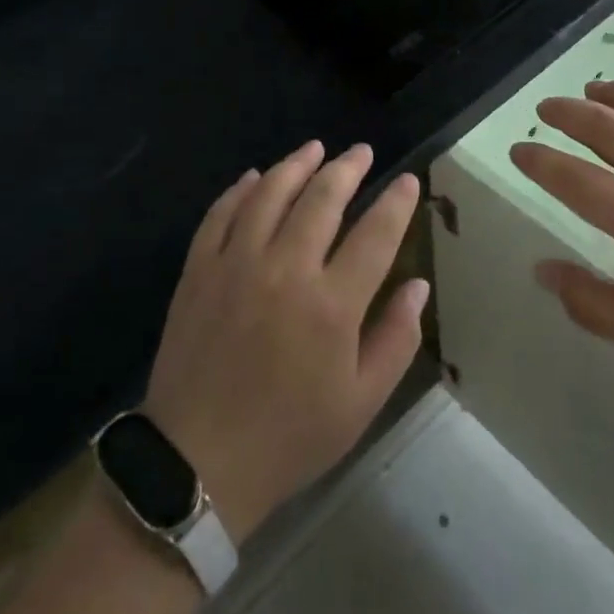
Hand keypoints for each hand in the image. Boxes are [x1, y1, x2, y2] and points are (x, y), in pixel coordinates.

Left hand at [142, 142, 428, 543]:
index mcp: (332, 305)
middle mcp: (286, 270)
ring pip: (270, 194)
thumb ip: (396, 339)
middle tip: (362, 152)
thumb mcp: (361, 403)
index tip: (408, 180)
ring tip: (315, 148)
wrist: (196, 465)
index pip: (375, 234)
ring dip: (296, 165)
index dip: (396, 202)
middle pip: (323, 199)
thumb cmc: (289, 437)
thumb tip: (418, 285)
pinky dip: (240, 190)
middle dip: (348, 168)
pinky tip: (254, 177)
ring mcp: (236, 265)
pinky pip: (221, 214)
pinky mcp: (199, 271)